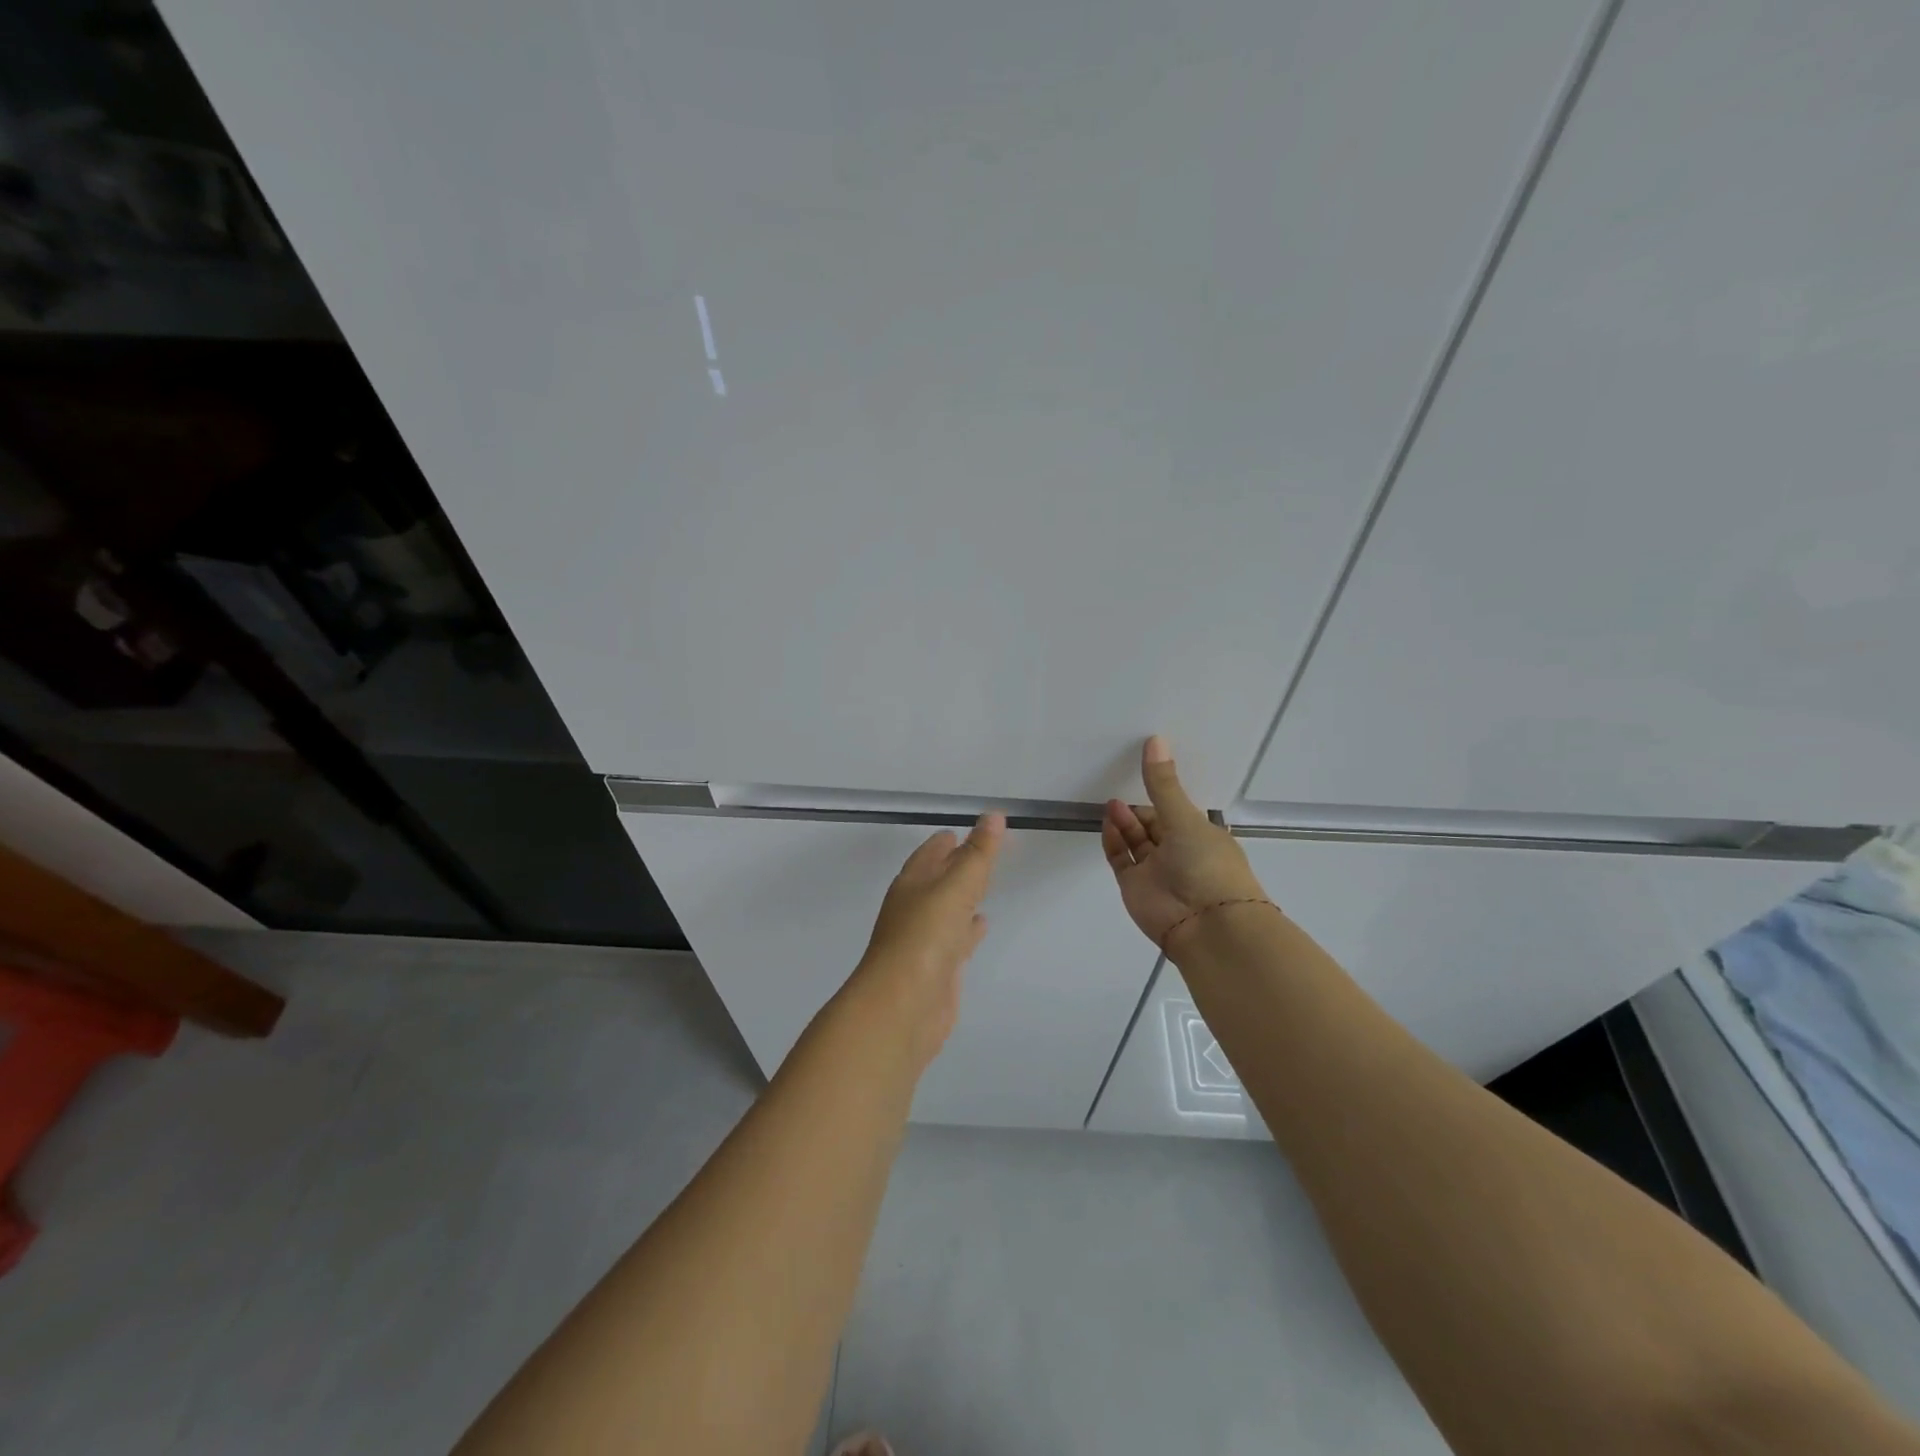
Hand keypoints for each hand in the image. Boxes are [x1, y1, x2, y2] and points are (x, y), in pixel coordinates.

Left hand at [853, 811, 1005, 1068]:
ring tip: (987, 885)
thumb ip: (978, 853)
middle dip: (960, 865)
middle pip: (940, 879)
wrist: (903, 1006)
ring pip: (948, 909)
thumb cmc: (925, 936)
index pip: (932, 852)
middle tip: (987, 852)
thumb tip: (994, 816)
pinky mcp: (938, 968)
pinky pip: (957, 938)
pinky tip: (982, 924)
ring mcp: (925, 939)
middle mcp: (915, 907)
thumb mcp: (956, 886)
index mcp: (912, 883)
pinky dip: (969, 928)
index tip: (972, 828)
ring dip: (964, 897)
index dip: (950, 840)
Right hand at [1103, 736, 1267, 952]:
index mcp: (1202, 836)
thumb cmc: (1207, 865)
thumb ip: (1163, 783)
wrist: (1206, 925)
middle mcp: (1179, 853)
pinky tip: (1108, 822)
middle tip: (1121, 792)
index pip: (1177, 811)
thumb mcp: (1185, 818)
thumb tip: (1155, 739)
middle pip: (1154, 826)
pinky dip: (1114, 841)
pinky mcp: (1135, 886)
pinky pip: (1122, 859)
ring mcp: (1156, 871)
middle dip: (1137, 810)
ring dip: (1124, 822)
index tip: (1142, 774)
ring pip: (1136, 841)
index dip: (1160, 795)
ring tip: (1112, 804)